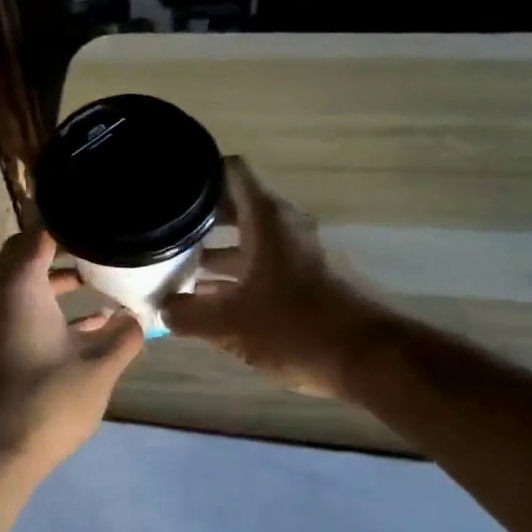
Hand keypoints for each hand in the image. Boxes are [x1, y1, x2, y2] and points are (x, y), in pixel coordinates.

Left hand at [0, 230, 144, 472]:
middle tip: (101, 251)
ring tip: (99, 286)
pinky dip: (44, 311)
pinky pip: (15, 313)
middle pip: (26, 257)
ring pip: (21, 288)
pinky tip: (83, 329)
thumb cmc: (45, 401)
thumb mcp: (98, 368)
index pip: (38, 234)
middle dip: (63, 253)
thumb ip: (124, 338)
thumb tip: (138, 319)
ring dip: (55, 285)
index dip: (69, 226)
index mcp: (17, 286)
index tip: (100, 226)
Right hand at [163, 158, 385, 394]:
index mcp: (265, 219)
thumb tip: (162, 309)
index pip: (230, 171)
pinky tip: (208, 299)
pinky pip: (261, 266)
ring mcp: (297, 254)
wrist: (371, 360)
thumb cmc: (296, 327)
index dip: (198, 172)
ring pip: (247, 240)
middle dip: (196, 218)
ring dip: (213, 251)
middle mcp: (283, 227)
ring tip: (174, 268)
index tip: (167, 186)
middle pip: (233, 206)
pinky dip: (234, 275)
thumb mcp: (229, 324)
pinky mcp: (306, 281)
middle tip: (160, 231)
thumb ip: (187, 315)